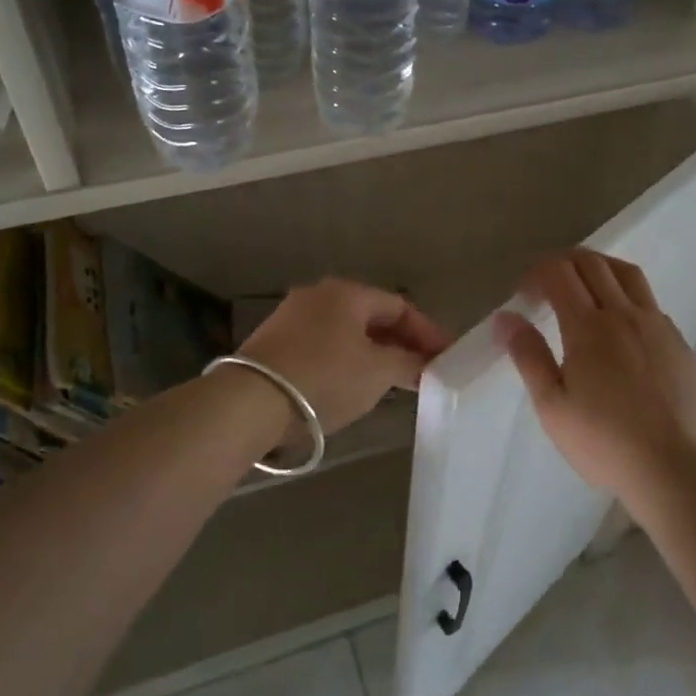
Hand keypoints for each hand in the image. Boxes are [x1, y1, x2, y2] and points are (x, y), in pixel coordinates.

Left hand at [237, 279, 452, 431]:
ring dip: (374, 353)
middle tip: (423, 369)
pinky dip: (346, 360)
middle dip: (400, 343)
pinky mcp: (274, 342)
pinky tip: (353, 383)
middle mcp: (318, 294)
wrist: (249, 402)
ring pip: (347, 331)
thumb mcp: (377, 373)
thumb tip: (425, 364)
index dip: (427, 332)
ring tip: (394, 380)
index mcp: (347, 292)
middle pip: (372, 317)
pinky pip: (323, 345)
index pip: (400, 306)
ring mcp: (292, 316)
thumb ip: (408, 364)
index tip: (446, 357)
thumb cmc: (324, 378)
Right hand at [495, 249, 695, 501]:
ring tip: (584, 285)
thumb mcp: (552, 405)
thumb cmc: (603, 441)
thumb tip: (506, 317)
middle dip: (563, 261)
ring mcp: (656, 325)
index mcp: (588, 326)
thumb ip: (528, 355)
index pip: (558, 272)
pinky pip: (650, 302)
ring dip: (599, 267)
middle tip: (547, 283)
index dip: (536, 272)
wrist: (672, 467)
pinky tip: (621, 324)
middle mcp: (624, 314)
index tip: (524, 293)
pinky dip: (627, 295)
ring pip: (627, 273)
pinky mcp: (678, 342)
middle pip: (592, 263)